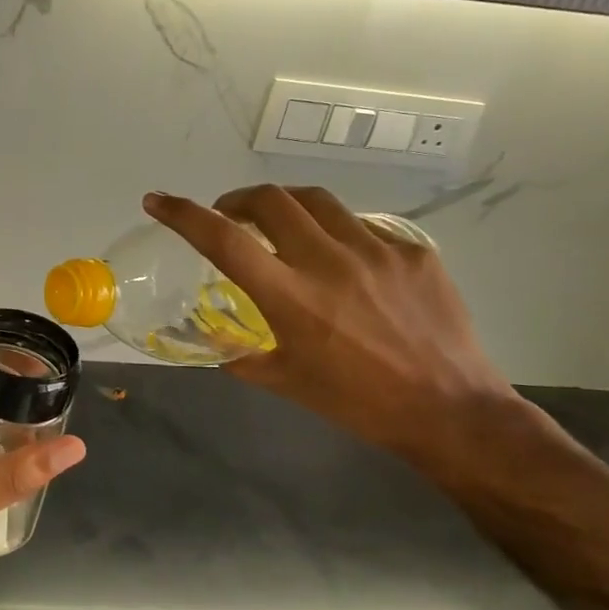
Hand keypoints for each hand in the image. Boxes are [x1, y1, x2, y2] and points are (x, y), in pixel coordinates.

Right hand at [144, 186, 517, 469]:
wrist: (451, 410)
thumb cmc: (359, 403)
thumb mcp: (287, 383)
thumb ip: (243, 356)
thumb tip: (217, 341)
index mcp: (290, 298)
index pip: (223, 240)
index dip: (183, 214)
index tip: (158, 201)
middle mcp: (329, 262)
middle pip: (270, 199)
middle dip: (238, 199)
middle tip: (231, 217)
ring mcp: (376, 250)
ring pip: (317, 201)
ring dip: (286, 205)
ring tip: (281, 224)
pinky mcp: (412, 251)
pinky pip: (362, 225)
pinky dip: (335, 231)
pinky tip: (342, 258)